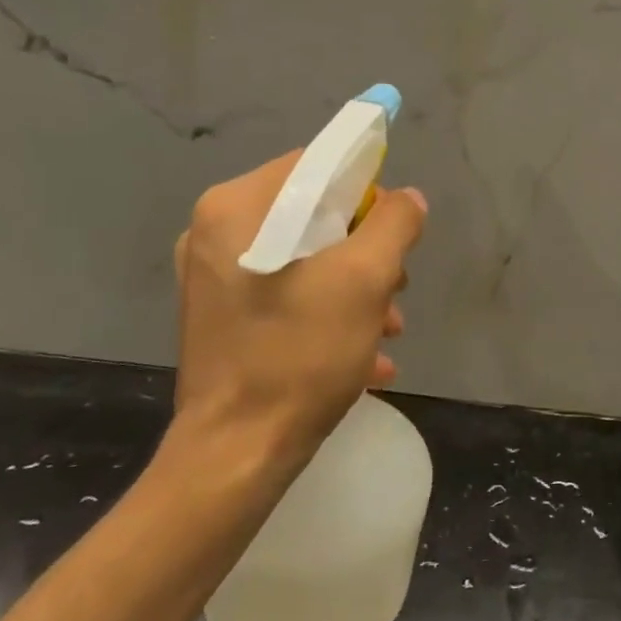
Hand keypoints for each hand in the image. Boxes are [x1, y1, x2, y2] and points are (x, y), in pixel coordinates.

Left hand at [164, 152, 426, 466]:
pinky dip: (326, 313)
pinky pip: (286, 293)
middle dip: (366, 252)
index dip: (368, 191)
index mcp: (237, 207)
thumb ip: (394, 223)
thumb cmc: (300, 354)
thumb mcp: (365, 279)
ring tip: (387, 332)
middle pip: (314, 216)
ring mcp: (213, 277)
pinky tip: (363, 357)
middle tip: (395, 293)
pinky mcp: (221, 316)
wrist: (237, 454)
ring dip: (355, 289)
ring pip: (305, 259)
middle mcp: (215, 232)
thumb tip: (408, 199)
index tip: (395, 234)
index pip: (318, 166)